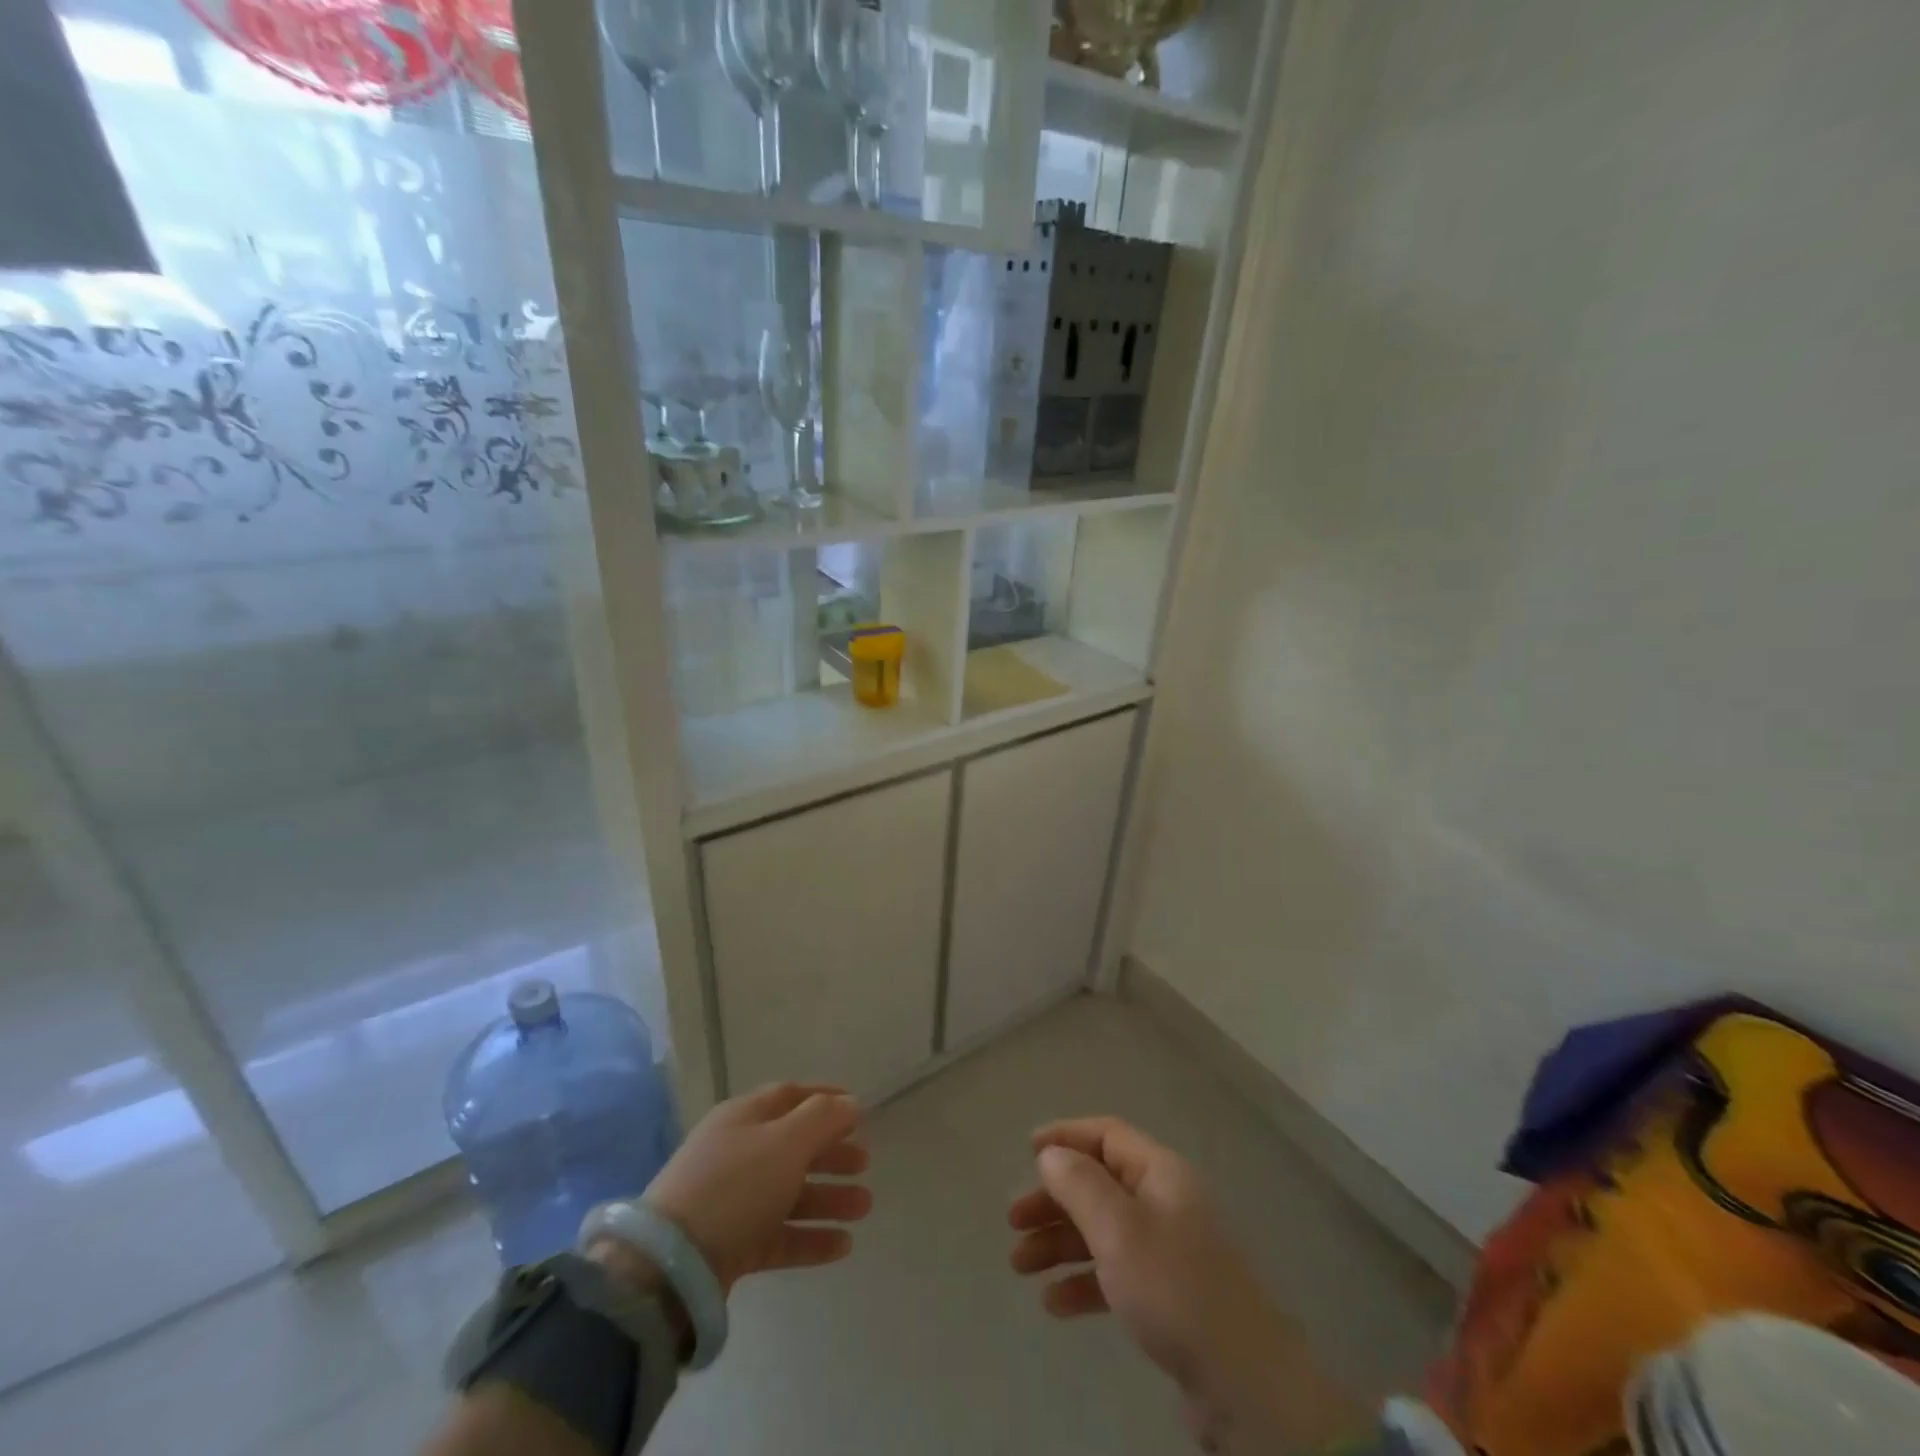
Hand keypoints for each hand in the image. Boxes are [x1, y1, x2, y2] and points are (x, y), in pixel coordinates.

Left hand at [643, 1082, 872, 1292]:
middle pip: (793, 1146)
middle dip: (831, 1154)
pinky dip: (810, 1237)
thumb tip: (851, 1103)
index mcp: (745, 1117)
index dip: (825, 1098)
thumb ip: (824, 1119)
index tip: (858, 1109)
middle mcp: (738, 1153)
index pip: (790, 1096)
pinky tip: (843, 1246)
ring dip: (828, 1197)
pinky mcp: (731, 1246)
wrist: (670, 1265)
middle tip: (866, 1163)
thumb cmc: (735, 1186)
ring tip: (865, 1207)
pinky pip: (779, 1235)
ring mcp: (733, 1202)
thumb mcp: (786, 1142)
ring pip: (790, 1193)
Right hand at [1008, 1117, 1340, 1451]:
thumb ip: (1079, 1184)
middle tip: (1013, 1222)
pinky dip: (1084, 1281)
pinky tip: (1055, 1305)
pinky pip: (1116, 1274)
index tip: (1027, 1150)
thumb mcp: (1118, 1229)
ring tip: (1020, 1267)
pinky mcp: (1170, 1297)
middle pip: (1100, 1184)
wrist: (1245, 1385)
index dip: (1066, 1135)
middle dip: (1054, 1200)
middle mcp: (1166, 1202)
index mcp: (1161, 1173)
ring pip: (1103, 1231)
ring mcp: (1170, 1251)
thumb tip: (1052, 1154)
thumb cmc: (1173, 1288)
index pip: (1107, 1135)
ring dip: (1060, 1243)